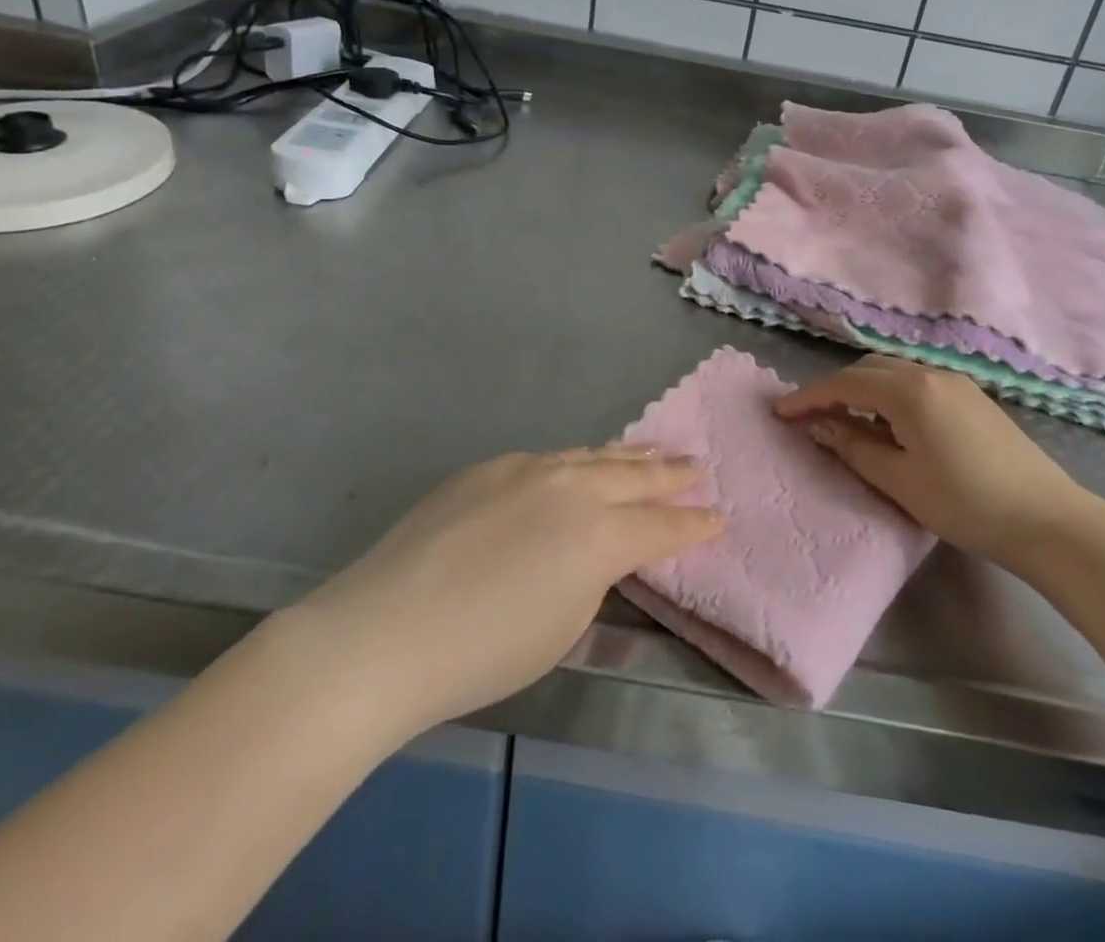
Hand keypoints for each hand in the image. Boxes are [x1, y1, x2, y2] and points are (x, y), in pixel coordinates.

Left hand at [292, 448, 722, 732]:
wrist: (384, 629)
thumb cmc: (483, 652)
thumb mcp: (562, 629)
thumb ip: (593, 580)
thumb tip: (598, 554)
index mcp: (598, 535)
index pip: (662, 526)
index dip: (695, 524)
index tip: (720, 518)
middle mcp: (571, 487)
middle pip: (635, 475)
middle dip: (672, 474)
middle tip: (698, 466)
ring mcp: (527, 468)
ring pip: (592, 455)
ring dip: (628, 456)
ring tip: (653, 452)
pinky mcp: (488, 467)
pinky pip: (548, 459)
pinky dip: (577, 462)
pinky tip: (579, 466)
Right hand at [775, 356, 1095, 570]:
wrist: (1048, 520)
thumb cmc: (965, 503)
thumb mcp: (899, 480)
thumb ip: (853, 447)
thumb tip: (818, 426)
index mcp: (908, 390)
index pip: (845, 384)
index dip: (809, 397)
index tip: (781, 412)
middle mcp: (929, 373)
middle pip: (868, 369)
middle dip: (835, 388)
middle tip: (811, 417)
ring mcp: (956, 382)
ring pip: (894, 373)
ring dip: (864, 390)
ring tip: (847, 422)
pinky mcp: (973, 397)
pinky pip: (917, 383)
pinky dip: (891, 395)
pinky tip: (891, 426)